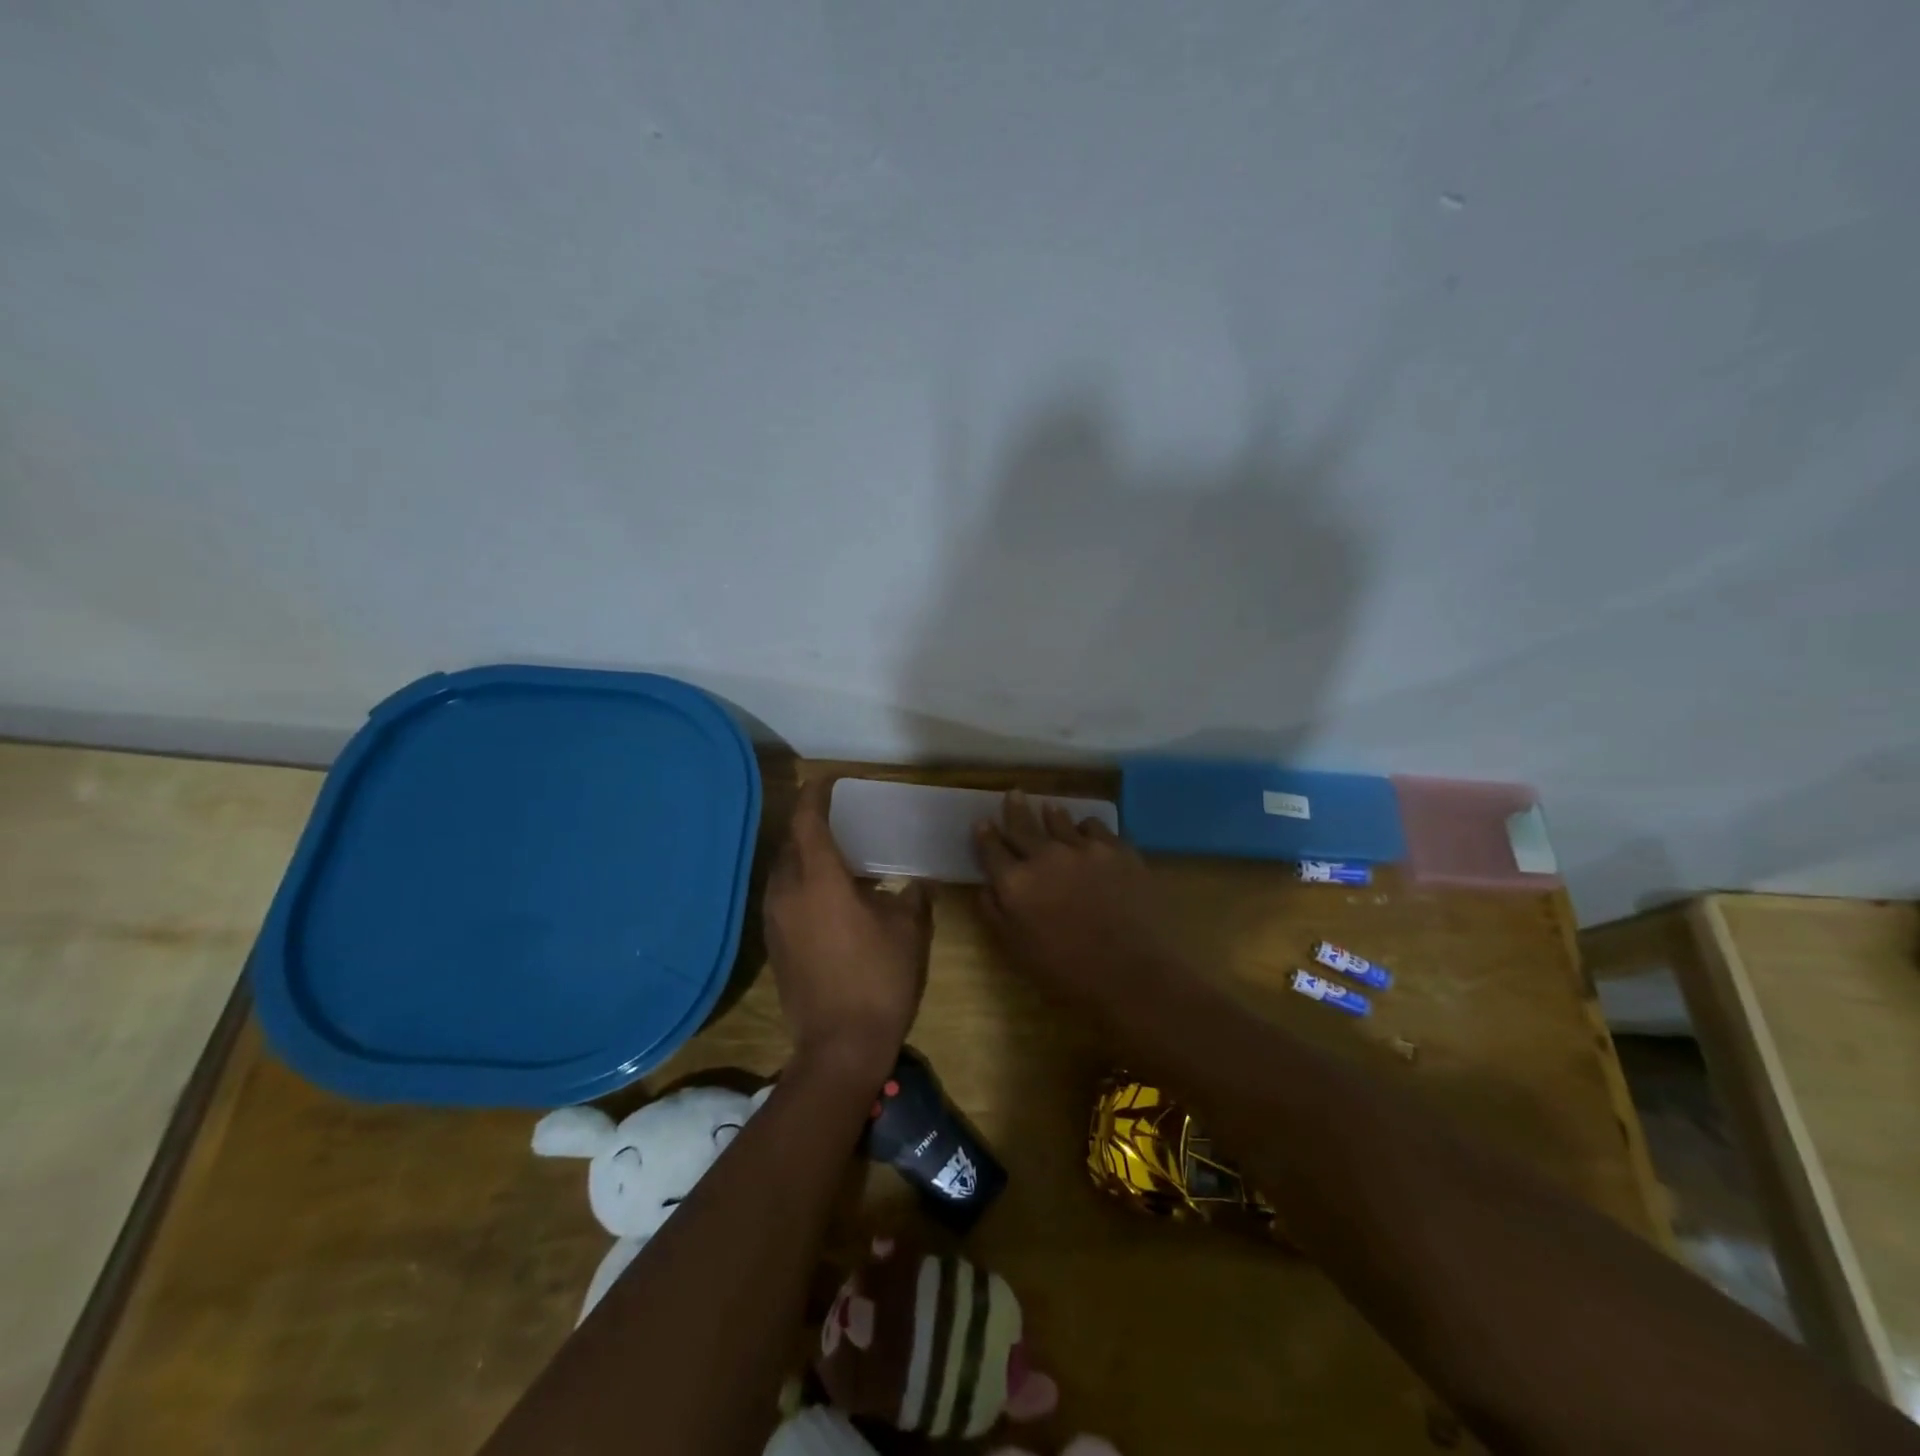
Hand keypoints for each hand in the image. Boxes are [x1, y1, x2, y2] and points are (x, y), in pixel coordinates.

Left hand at [764, 777, 932, 1083]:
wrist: (839, 1047)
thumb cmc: (879, 978)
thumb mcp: (909, 930)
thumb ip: (912, 897)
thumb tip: (915, 884)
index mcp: (818, 879)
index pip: (807, 820)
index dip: (816, 794)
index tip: (830, 780)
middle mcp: (787, 891)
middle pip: (791, 842)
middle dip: (810, 823)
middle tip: (840, 817)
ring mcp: (775, 920)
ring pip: (785, 870)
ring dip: (805, 855)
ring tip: (838, 854)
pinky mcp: (775, 944)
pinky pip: (784, 896)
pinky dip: (802, 882)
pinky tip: (829, 895)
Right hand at [973, 790, 1172, 1002]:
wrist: (1133, 973)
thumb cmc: (1068, 973)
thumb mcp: (1017, 950)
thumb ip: (996, 914)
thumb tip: (986, 886)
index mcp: (1016, 883)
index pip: (992, 850)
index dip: (985, 835)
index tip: (982, 822)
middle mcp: (1045, 856)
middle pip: (1023, 825)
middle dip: (1015, 809)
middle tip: (1013, 794)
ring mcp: (1083, 848)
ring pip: (1060, 820)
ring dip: (1051, 814)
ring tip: (1050, 807)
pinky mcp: (1117, 849)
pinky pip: (1095, 826)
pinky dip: (1086, 828)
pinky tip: (1088, 833)